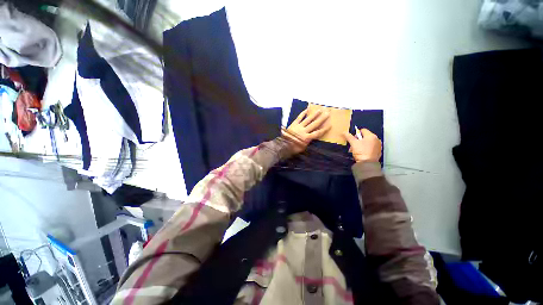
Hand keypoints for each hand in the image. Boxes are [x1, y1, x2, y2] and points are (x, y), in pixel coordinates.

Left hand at [282, 109, 330, 153]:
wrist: (283, 145)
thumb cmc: (293, 148)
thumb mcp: (303, 148)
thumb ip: (308, 142)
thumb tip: (311, 138)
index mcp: (307, 138)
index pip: (318, 133)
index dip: (324, 129)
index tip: (330, 125)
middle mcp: (304, 131)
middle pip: (315, 124)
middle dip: (322, 118)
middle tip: (327, 113)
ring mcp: (299, 126)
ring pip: (308, 119)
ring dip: (314, 114)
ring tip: (320, 110)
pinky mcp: (293, 124)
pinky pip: (299, 118)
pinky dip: (303, 113)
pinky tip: (307, 110)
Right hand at [342, 128, 381, 162]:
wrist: (368, 164)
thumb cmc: (361, 151)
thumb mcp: (353, 143)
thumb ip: (349, 137)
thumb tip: (344, 132)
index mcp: (371, 136)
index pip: (362, 130)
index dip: (356, 134)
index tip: (353, 139)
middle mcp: (376, 139)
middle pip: (365, 137)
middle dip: (358, 140)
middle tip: (353, 146)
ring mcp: (378, 146)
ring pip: (367, 143)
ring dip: (361, 145)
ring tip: (356, 151)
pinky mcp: (378, 152)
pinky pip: (370, 148)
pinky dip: (366, 149)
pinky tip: (362, 153)